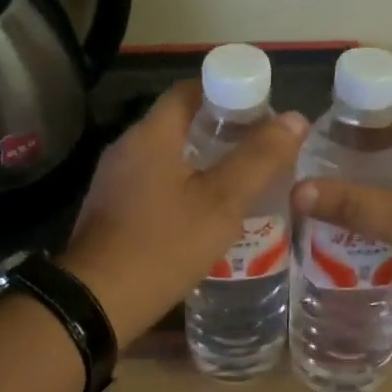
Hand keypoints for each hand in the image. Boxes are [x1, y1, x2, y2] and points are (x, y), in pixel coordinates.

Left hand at [63, 83, 308, 339]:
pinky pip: (152, 181)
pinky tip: (203, 213)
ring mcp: (113, 179)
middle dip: (220, 130)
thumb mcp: (221, 203)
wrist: (97, 301)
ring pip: (166, 154)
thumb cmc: (163, 245)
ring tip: (239, 181)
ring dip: (201, 161)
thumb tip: (295, 118)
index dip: (227, 92)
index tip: (260, 112)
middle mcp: (127, 146)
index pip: (190, 90)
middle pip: (179, 122)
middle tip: (258, 150)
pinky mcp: (110, 207)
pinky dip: (181, 185)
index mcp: (151, 134)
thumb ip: (259, 159)